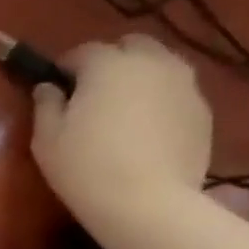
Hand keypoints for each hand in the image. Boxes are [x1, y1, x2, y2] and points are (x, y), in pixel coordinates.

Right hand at [31, 35, 212, 231]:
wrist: (147, 203)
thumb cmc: (85, 167)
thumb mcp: (46, 138)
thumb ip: (45, 104)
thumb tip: (48, 88)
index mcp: (107, 64)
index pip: (82, 51)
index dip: (65, 67)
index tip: (55, 88)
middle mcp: (151, 62)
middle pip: (131, 45)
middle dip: (111, 61)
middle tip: (93, 94)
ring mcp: (184, 84)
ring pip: (159, 65)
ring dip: (140, 77)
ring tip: (125, 110)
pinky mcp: (203, 110)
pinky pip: (176, 92)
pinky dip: (160, 100)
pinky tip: (147, 131)